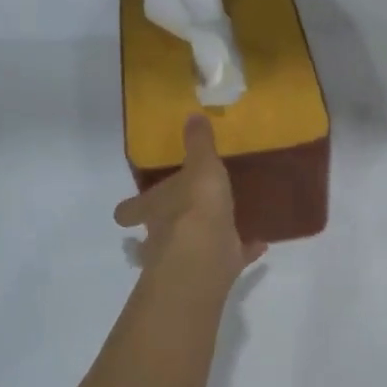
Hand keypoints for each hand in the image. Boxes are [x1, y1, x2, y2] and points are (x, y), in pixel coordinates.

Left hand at [115, 114, 266, 280]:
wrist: (208, 255)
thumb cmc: (196, 206)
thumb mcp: (201, 166)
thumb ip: (198, 144)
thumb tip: (193, 114)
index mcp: (154, 209)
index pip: (131, 210)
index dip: (131, 209)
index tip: (128, 210)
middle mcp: (162, 237)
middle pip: (156, 234)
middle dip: (167, 227)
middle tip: (182, 217)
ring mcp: (186, 259)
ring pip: (189, 250)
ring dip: (202, 241)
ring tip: (221, 230)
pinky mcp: (213, 272)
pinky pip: (228, 259)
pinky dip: (240, 253)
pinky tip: (258, 244)